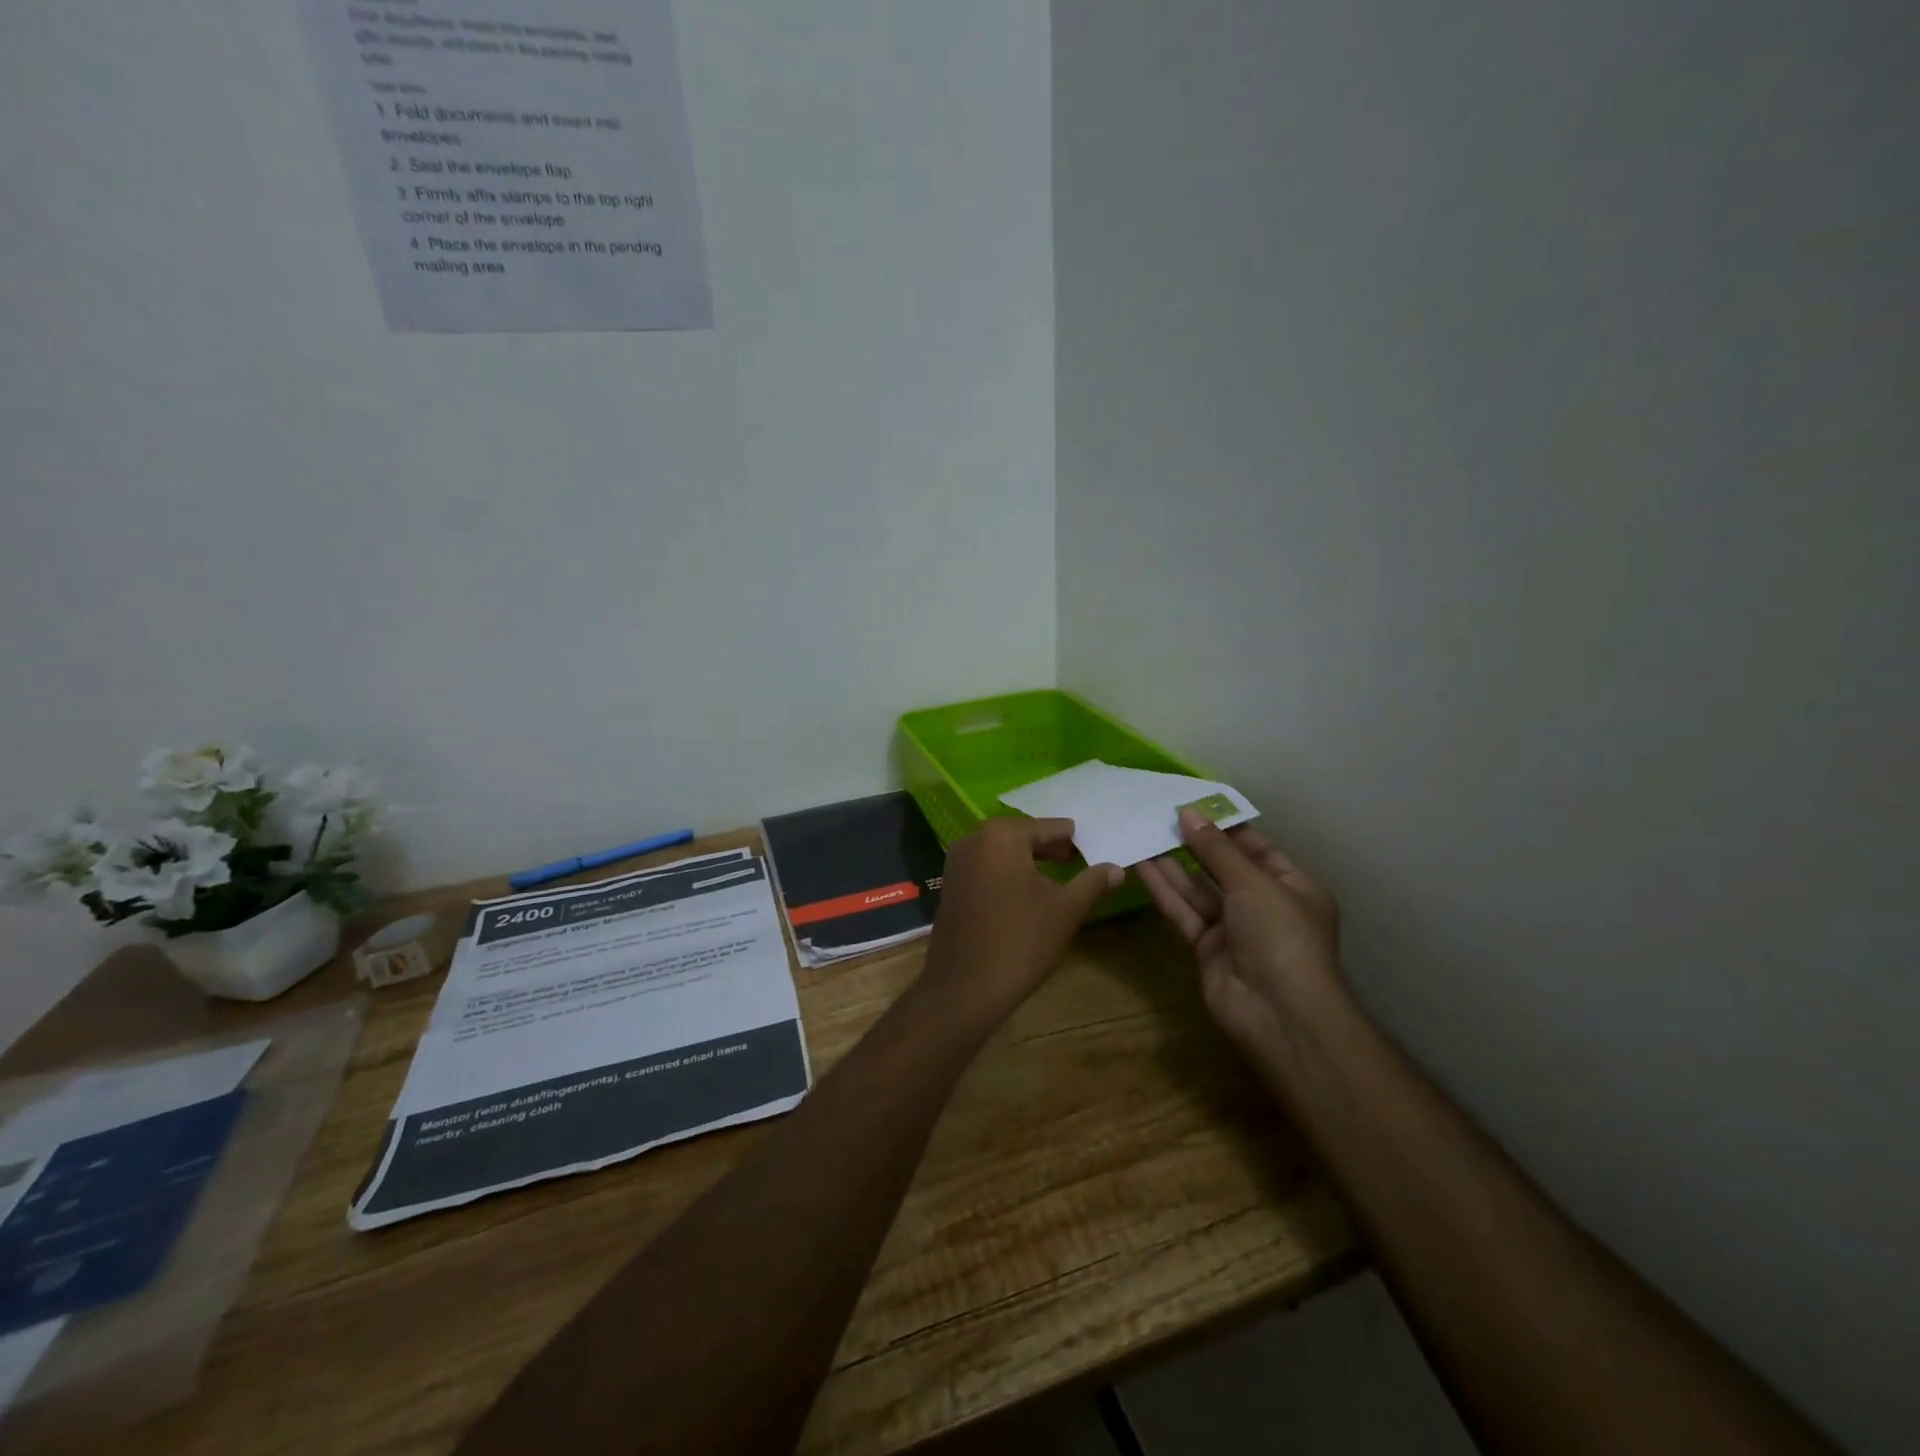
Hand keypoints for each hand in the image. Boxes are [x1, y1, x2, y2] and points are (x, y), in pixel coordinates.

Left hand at [917, 817, 1122, 1028]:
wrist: (964, 988)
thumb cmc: (1020, 942)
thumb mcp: (1066, 910)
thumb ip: (1092, 882)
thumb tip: (1116, 867)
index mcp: (1002, 835)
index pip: (1049, 827)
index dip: (1074, 839)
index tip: (1095, 848)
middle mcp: (974, 839)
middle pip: (1023, 836)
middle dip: (1051, 848)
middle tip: (1080, 860)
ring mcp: (957, 862)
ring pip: (1003, 852)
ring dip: (1030, 861)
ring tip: (1059, 878)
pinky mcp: (950, 885)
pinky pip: (986, 868)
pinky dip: (1008, 874)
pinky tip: (1027, 894)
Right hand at [1136, 809, 1342, 1060]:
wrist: (1278, 1013)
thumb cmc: (1280, 936)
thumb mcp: (1253, 883)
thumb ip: (1216, 849)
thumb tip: (1187, 812)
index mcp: (1293, 887)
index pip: (1258, 848)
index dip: (1226, 827)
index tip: (1193, 806)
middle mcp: (1264, 906)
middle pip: (1224, 868)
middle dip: (1196, 844)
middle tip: (1160, 816)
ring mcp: (1235, 929)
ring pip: (1199, 890)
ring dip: (1174, 864)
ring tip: (1144, 833)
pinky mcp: (1207, 948)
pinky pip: (1184, 912)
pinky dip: (1165, 890)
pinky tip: (1142, 866)